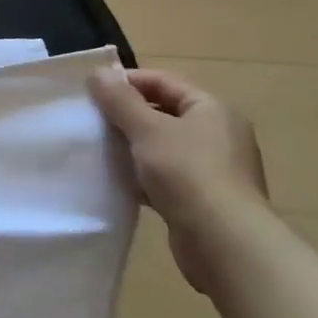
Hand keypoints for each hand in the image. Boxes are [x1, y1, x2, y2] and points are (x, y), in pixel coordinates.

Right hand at [90, 68, 267, 294]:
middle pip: (164, 113)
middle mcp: (219, 135)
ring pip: (163, 146)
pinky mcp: (205, 199)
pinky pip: (167, 176)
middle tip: (93, 120)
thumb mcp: (147, 129)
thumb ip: (119, 100)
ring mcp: (214, 169)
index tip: (92, 90)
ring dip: (133, 147)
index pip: (164, 81)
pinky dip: (144, 175)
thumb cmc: (187, 173)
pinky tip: (120, 181)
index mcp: (212, 110)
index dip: (127, 81)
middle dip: (127, 115)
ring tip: (101, 149)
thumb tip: (98, 73)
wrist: (225, 244)